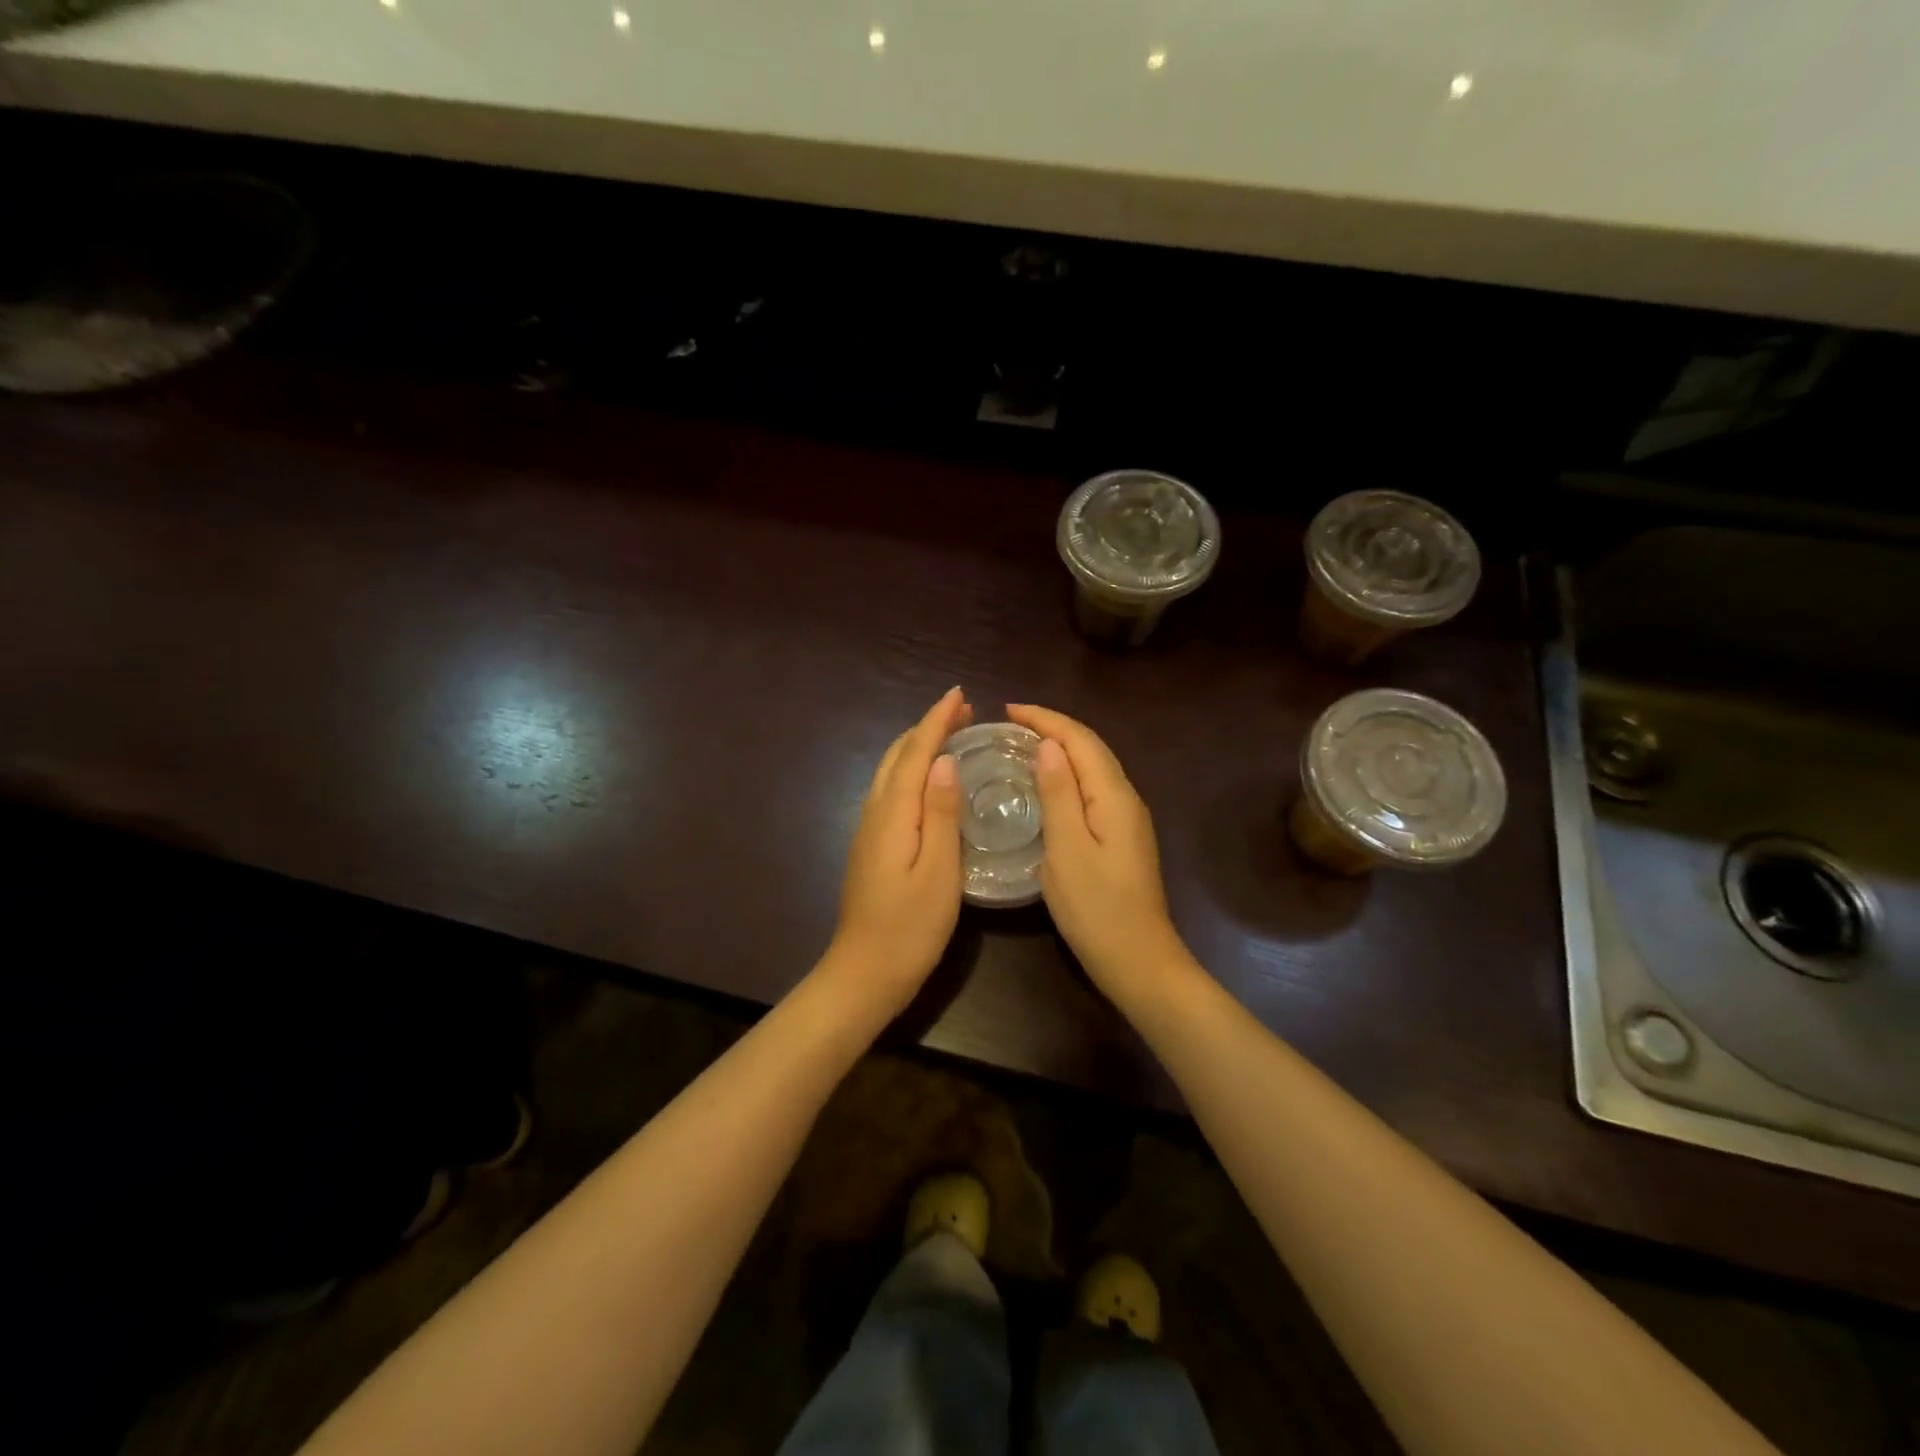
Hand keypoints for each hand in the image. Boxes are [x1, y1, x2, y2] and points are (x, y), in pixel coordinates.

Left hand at [825, 688, 970, 1015]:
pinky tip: (927, 779)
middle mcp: (876, 812)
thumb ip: (942, 814)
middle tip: (962, 710)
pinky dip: (910, 770)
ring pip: (891, 771)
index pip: (917, 753)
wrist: (864, 972)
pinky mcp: (871, 845)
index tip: (959, 694)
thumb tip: (945, 761)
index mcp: (894, 813)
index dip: (937, 721)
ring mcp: (869, 829)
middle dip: (927, 727)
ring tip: (948, 734)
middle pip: (899, 756)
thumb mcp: (939, 872)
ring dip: (917, 746)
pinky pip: (890, 790)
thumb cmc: (910, 927)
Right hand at [1007, 703, 1187, 999]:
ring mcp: (1127, 818)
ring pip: (1093, 767)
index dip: (1046, 719)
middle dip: (1053, 728)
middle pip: (1091, 748)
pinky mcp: (1121, 837)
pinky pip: (1093, 788)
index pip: (1080, 740)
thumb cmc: (1096, 908)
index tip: (1008, 710)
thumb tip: (1048, 746)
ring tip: (1023, 745)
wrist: (1138, 960)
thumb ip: (1059, 795)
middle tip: (1011, 724)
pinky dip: (1068, 774)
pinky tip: (1047, 784)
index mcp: (1113, 796)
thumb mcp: (1067, 850)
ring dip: (1061, 749)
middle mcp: (1125, 798)